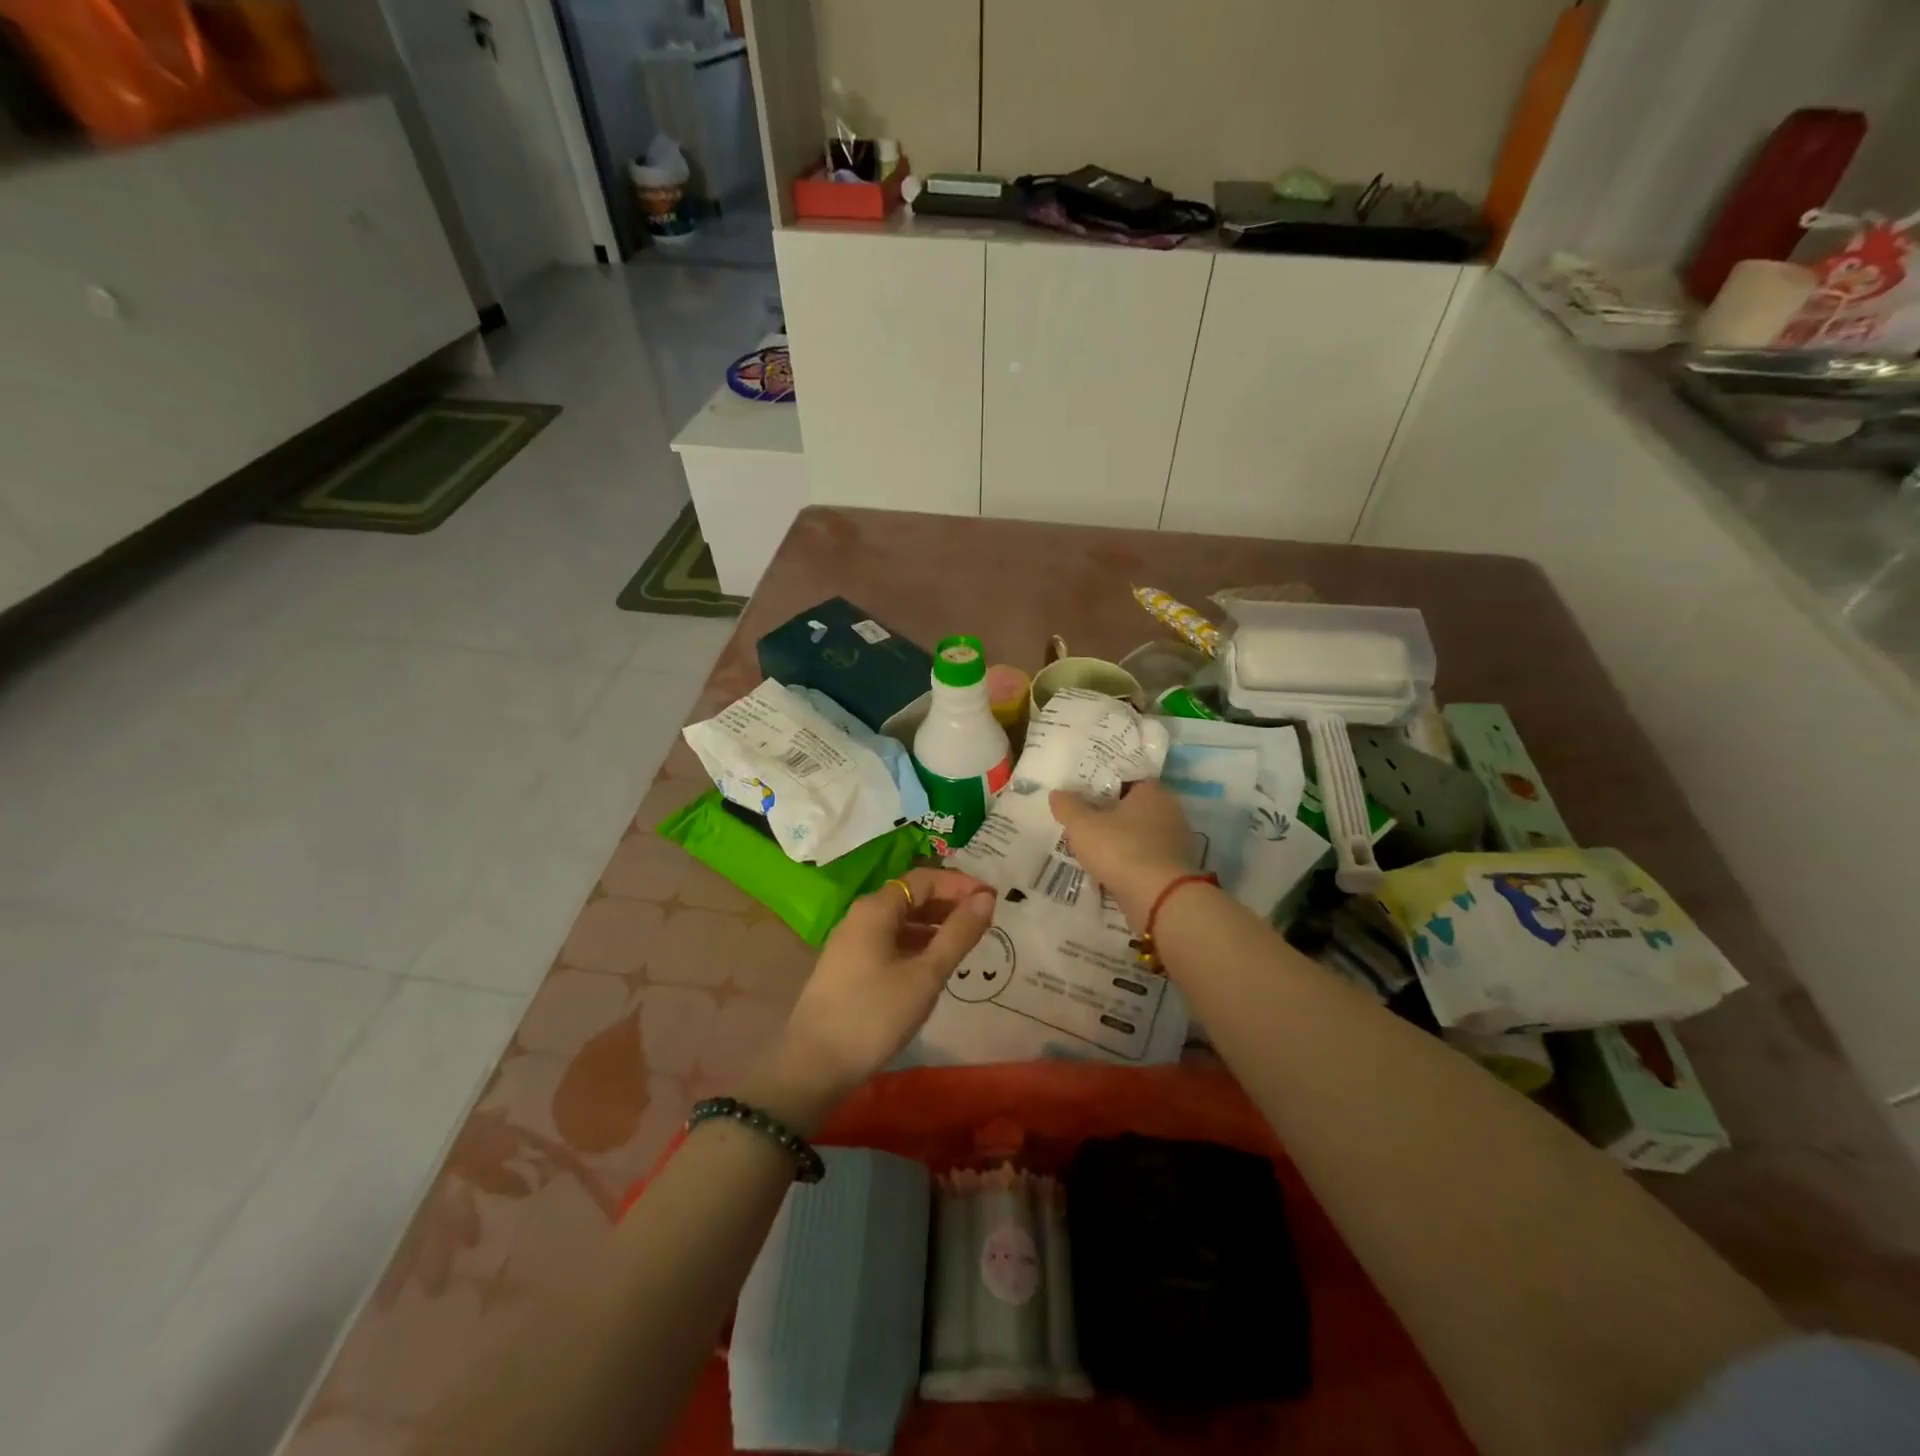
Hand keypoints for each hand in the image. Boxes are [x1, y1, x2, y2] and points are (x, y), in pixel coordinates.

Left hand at [756, 867, 996, 1131]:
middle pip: (911, 896)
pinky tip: (934, 965)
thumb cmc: (874, 1014)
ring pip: (900, 921)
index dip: (960, 884)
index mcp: (876, 908)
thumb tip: (986, 897)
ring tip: (966, 942)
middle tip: (985, 920)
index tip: (993, 899)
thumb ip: (958, 934)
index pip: (924, 879)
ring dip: (934, 925)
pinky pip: (889, 941)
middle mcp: (860, 916)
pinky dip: (916, 944)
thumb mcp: (926, 974)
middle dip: (949, 903)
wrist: (814, 1066)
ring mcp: (851, 942)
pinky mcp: (849, 967)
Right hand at [1050, 780, 1195, 930]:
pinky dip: (1129, 863)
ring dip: (1120, 842)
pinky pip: (1145, 859)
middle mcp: (1169, 812)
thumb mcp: (1083, 825)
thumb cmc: (1121, 849)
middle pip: (1134, 808)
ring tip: (1092, 849)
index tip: (1084, 794)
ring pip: (1140, 835)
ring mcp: (1175, 842)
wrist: (1159, 898)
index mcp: (1152, 792)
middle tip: (1084, 822)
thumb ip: (1068, 807)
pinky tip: (1109, 871)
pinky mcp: (1175, 869)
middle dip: (1111, 815)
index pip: (1128, 779)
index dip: (1105, 785)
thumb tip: (1057, 793)